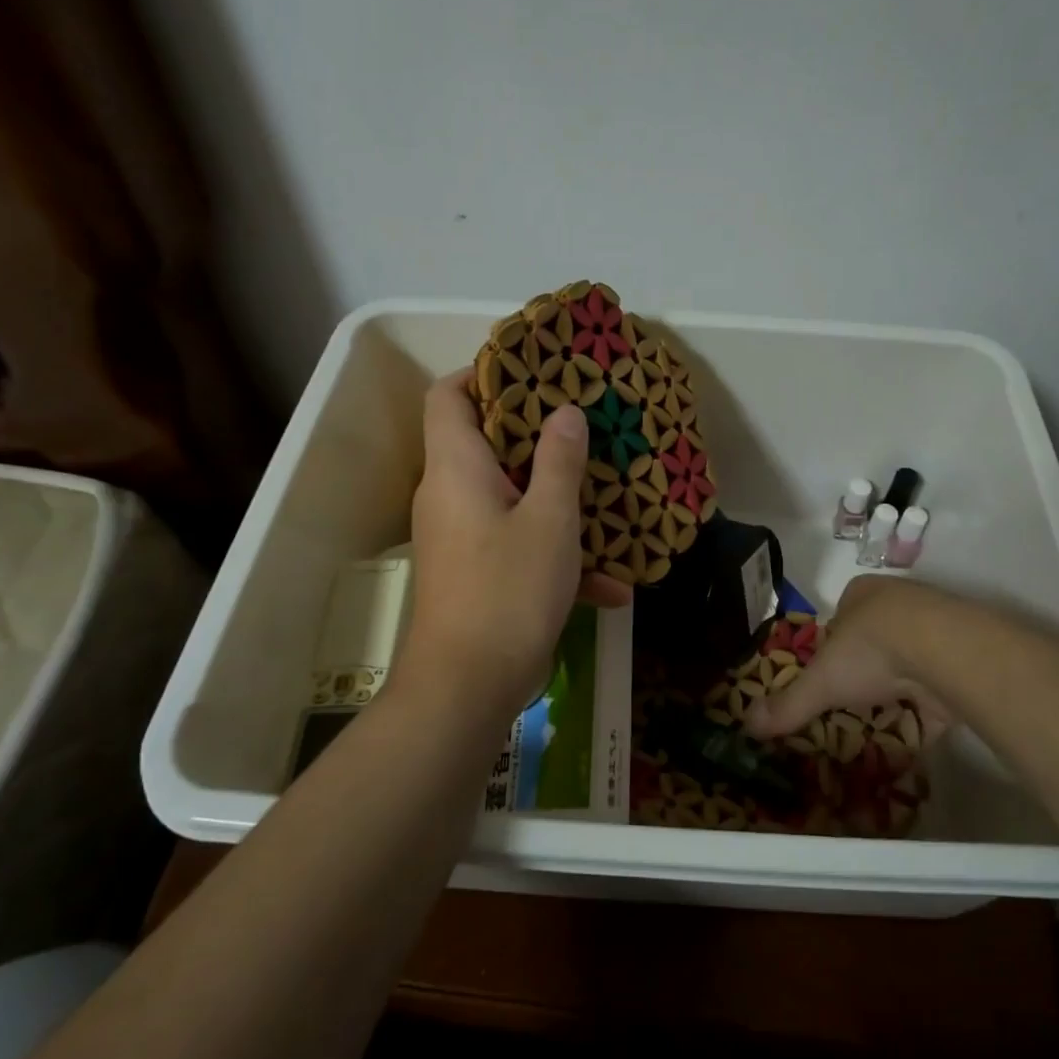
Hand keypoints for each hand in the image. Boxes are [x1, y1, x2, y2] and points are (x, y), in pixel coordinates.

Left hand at [405, 371, 632, 716]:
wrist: (469, 685)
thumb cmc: (508, 589)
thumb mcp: (549, 519)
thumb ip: (559, 461)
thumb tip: (565, 413)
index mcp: (457, 468)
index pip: (447, 396)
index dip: (482, 374)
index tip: (533, 373)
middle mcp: (450, 495)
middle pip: (484, 442)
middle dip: (536, 434)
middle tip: (584, 424)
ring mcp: (462, 536)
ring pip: (509, 496)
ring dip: (555, 498)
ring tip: (606, 494)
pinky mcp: (477, 572)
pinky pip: (517, 544)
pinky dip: (556, 554)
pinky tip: (611, 586)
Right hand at [743, 576, 957, 744]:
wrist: (946, 651)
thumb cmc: (872, 649)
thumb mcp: (821, 680)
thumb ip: (789, 703)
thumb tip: (747, 725)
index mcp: (862, 594)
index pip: (840, 619)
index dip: (832, 647)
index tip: (828, 677)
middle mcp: (899, 603)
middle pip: (876, 638)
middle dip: (867, 668)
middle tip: (856, 700)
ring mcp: (936, 628)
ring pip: (910, 659)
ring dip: (901, 686)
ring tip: (885, 717)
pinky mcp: (964, 658)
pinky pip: (941, 685)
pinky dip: (930, 709)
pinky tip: (919, 731)